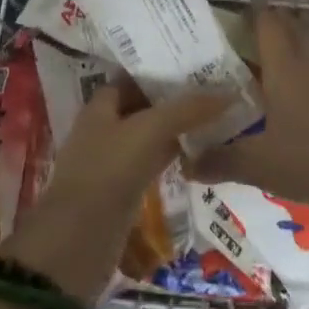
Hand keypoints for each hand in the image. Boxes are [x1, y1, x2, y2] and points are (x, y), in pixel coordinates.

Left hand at [2, 84, 231, 304]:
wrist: (79, 240)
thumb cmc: (109, 172)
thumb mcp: (150, 131)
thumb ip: (188, 109)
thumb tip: (229, 92)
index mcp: (100, 107)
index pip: (132, 79)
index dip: (160, 72)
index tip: (196, 68)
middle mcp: (103, 129)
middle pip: (141, 108)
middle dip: (173, 101)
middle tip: (215, 94)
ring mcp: (111, 162)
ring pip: (148, 137)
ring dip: (175, 131)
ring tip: (215, 121)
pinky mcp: (121, 191)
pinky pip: (150, 165)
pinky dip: (171, 158)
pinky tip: (197, 157)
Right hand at [191, 10, 308, 221]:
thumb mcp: (255, 165)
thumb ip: (218, 161)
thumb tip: (185, 163)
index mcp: (285, 72)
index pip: (269, 28)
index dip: (256, 15)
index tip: (242, 13)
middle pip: (299, 30)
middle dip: (283, 20)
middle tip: (267, 22)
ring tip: (302, 29)